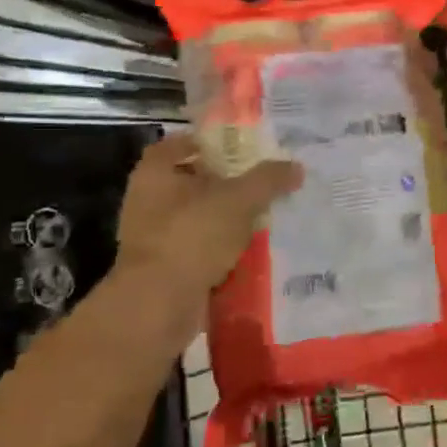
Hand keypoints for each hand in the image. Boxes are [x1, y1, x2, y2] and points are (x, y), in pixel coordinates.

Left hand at [110, 135, 301, 295]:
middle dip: (230, 182)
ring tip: (269, 215)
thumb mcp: (239, 199)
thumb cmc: (192, 236)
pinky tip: (255, 248)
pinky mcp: (167, 267)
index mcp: (156, 172)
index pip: (182, 143)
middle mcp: (149, 200)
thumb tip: (296, 167)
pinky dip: (225, 248)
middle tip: (266, 181)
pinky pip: (203, 248)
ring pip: (201, 217)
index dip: (212, 142)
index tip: (245, 148)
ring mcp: (156, 236)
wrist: (160, 304)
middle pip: (195, 181)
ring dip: (230, 218)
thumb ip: (268, 179)